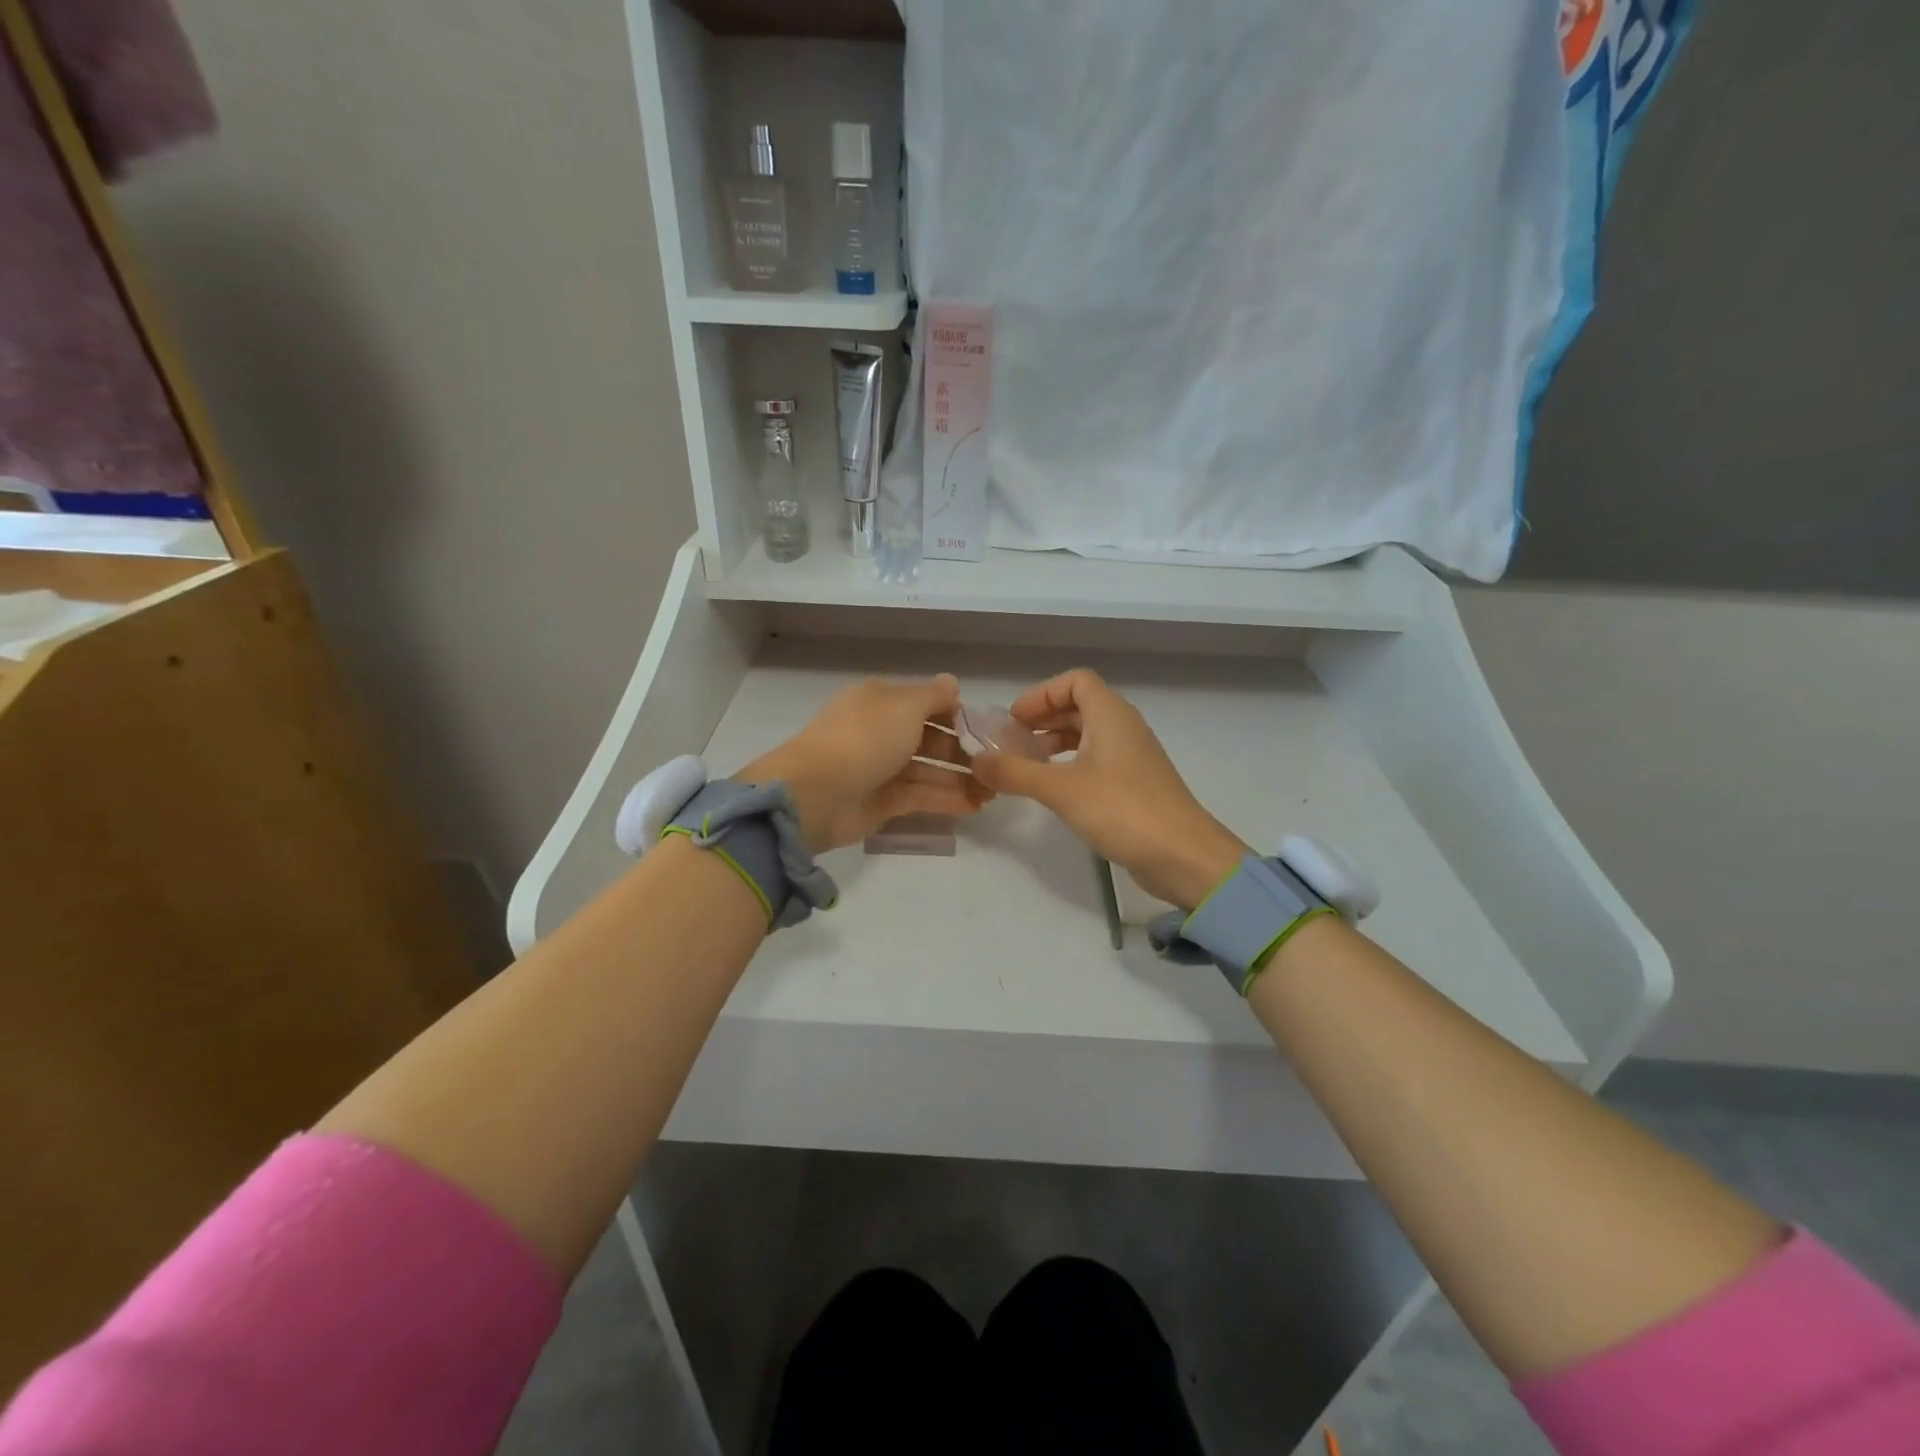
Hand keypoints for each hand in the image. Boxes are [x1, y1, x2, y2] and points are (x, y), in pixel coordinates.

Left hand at [740, 674, 985, 851]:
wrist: (817, 793)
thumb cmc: (865, 738)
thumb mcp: (905, 706)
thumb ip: (934, 696)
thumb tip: (952, 683)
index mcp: (880, 701)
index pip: (924, 702)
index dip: (955, 713)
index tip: (986, 728)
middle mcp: (879, 732)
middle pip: (928, 738)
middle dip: (961, 749)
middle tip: (994, 764)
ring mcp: (879, 769)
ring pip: (926, 770)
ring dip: (958, 778)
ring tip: (993, 790)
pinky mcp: (880, 802)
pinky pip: (919, 797)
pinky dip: (946, 799)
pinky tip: (975, 805)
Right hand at [969, 668, 1246, 907]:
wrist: (1183, 855)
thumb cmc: (1122, 810)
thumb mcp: (1060, 789)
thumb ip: (1015, 772)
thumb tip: (975, 760)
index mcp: (1111, 715)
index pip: (1075, 681)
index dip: (1041, 694)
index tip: (1014, 719)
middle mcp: (1124, 727)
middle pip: (1080, 706)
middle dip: (1043, 719)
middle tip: (1012, 741)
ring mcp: (1133, 757)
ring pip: (1089, 734)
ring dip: (1056, 742)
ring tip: (1027, 764)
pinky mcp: (1136, 785)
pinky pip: (1098, 760)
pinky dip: (1072, 764)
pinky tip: (1055, 789)